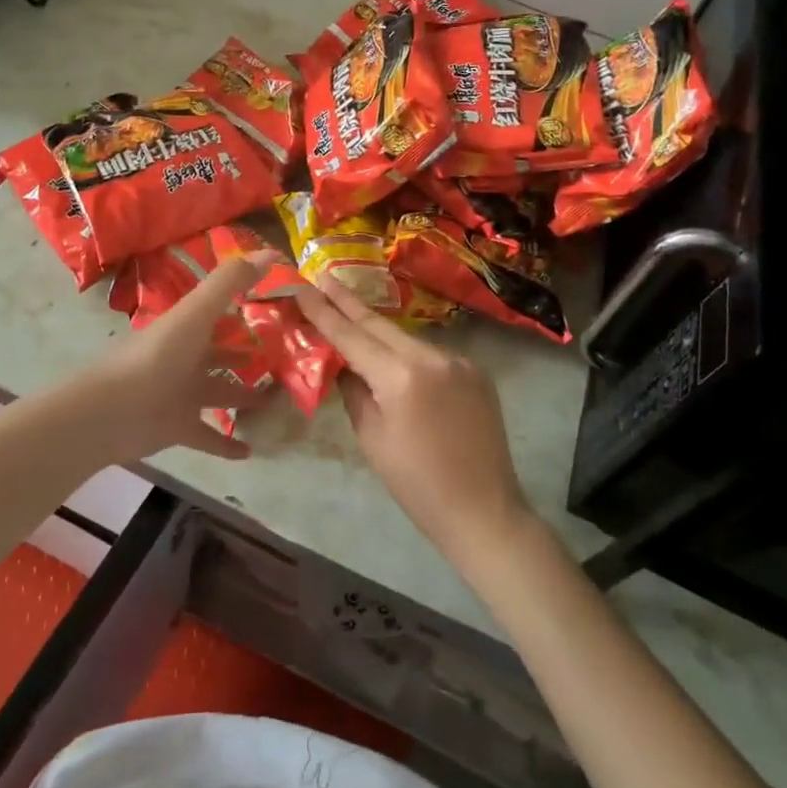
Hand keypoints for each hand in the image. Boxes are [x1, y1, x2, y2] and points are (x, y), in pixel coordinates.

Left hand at [90, 252, 274, 463]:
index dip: (244, 310)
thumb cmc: (159, 355)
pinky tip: (251, 451)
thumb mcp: (197, 312)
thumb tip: (271, 253)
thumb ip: (230, 282)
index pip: (219, 314)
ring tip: (276, 401)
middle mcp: (187, 358)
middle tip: (283, 361)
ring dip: (245, 397)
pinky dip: (228, 444)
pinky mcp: (179, 428)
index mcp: (189, 328)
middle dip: (248, 357)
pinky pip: (209, 436)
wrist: (113, 410)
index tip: (276, 310)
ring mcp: (182, 395)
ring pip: (220, 394)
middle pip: (222, 355)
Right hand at [294, 275, 534, 563]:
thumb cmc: (417, 485)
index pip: (352, 335)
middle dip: (348, 302)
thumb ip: (354, 391)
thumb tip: (343, 363)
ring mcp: (459, 360)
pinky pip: (432, 354)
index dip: (323, 310)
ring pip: (407, 339)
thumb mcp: (372, 438)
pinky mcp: (476, 371)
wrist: (484, 511)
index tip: (302, 285)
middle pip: (380, 324)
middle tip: (322, 277)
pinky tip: (397, 360)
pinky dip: (409, 354)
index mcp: (400, 376)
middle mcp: (432, 356)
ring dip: (380, 332)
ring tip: (352, 318)